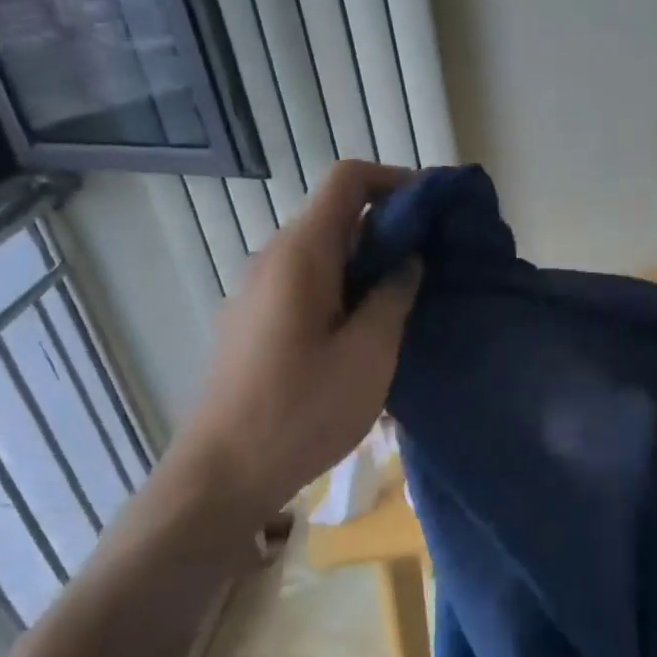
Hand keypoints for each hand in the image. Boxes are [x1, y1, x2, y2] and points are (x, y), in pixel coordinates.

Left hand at [169, 160, 420, 538]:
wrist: (220, 476)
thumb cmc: (300, 411)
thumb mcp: (368, 354)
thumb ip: (394, 296)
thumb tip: (408, 259)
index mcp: (300, 254)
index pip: (348, 179)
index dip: (397, 180)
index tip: (435, 211)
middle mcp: (272, 258)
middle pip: (337, 215)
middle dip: (390, 227)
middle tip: (434, 263)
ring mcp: (256, 290)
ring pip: (323, 252)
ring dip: (369, 262)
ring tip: (408, 300)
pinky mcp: (253, 321)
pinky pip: (306, 283)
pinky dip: (344, 287)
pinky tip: (366, 333)